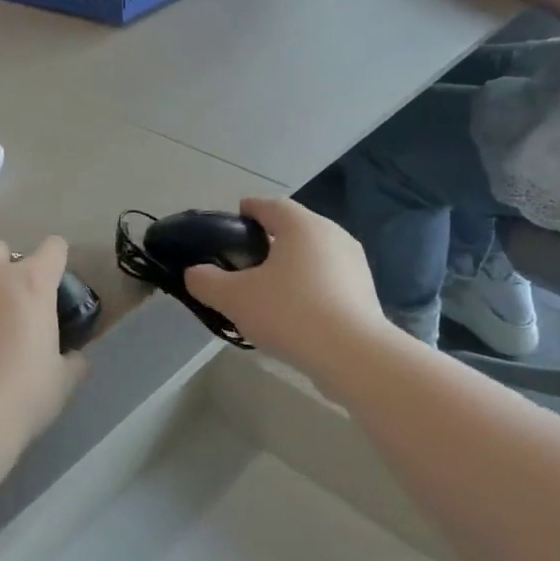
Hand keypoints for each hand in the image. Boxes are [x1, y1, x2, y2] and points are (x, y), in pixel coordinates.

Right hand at [184, 199, 389, 379]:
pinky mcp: (365, 291)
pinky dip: (309, 286)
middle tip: (244, 263)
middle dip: (268, 241)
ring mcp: (354, 262)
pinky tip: (295, 312)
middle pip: (293, 229)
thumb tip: (194, 273)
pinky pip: (328, 279)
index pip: (269, 205)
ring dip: (290, 265)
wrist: (353, 355)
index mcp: (301, 225)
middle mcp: (332, 234)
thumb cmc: (290, 313)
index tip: (231, 225)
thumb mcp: (234, 298)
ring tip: (268, 291)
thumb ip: (207, 281)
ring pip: (312, 254)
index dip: (247, 211)